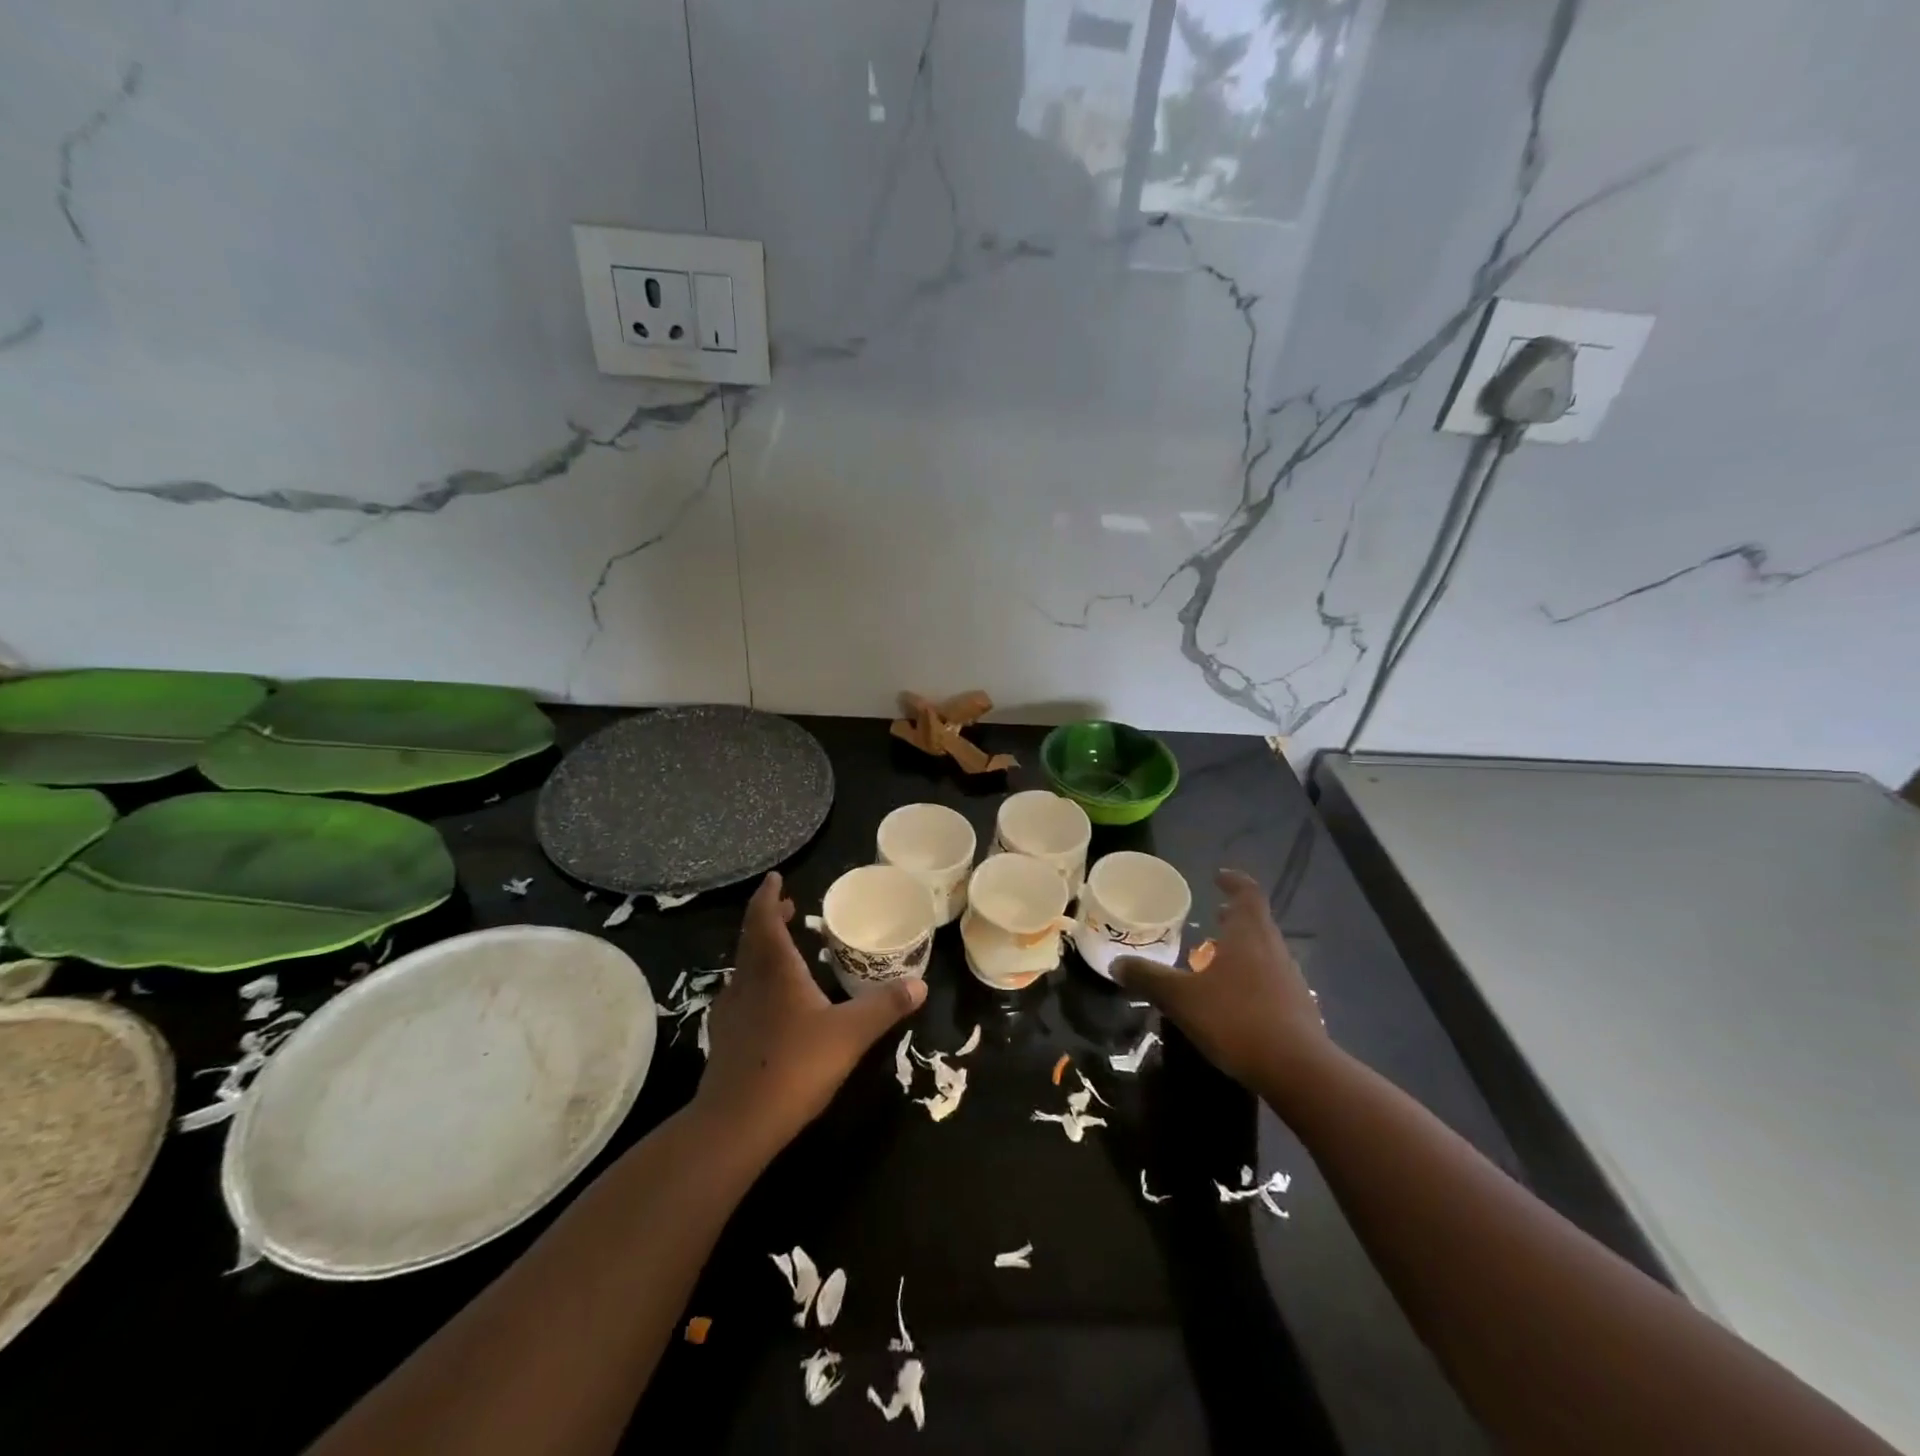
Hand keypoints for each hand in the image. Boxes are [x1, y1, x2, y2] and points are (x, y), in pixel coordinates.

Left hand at [694, 873, 925, 1158]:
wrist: (736, 1122)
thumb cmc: (795, 1065)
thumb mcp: (850, 1033)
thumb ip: (885, 1007)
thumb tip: (920, 984)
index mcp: (775, 968)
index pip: (765, 918)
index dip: (769, 895)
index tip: (775, 878)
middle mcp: (747, 980)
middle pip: (753, 937)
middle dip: (770, 918)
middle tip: (789, 908)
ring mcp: (731, 1009)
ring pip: (744, 965)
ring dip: (762, 948)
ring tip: (785, 949)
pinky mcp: (724, 1036)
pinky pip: (741, 992)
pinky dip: (756, 980)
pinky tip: (770, 1000)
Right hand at [1113, 868, 1330, 1105]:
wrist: (1298, 1071)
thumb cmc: (1236, 1019)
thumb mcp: (1181, 998)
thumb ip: (1148, 978)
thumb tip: (1116, 963)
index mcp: (1248, 935)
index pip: (1247, 894)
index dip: (1234, 882)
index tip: (1219, 877)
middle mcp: (1273, 950)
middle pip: (1257, 922)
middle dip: (1235, 916)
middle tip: (1214, 915)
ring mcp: (1290, 980)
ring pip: (1265, 951)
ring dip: (1243, 947)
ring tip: (1218, 958)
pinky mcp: (1298, 1009)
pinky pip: (1271, 980)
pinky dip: (1251, 976)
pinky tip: (1234, 998)